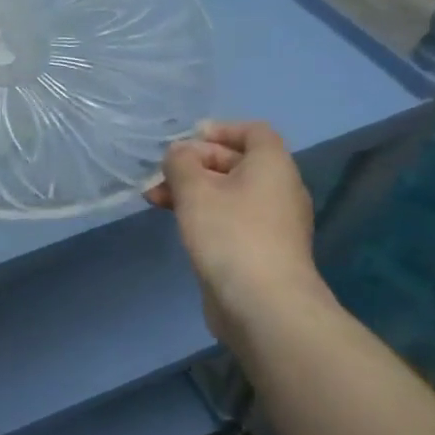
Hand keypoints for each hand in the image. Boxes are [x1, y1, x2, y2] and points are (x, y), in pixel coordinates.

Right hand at [146, 120, 320, 318]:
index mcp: (272, 166)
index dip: (220, 129)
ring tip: (155, 199)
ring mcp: (273, 223)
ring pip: (230, 193)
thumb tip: (180, 154)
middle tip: (160, 174)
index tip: (186, 140)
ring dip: (193, 191)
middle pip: (237, 162)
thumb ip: (181, 163)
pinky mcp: (262, 250)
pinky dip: (205, 214)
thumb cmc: (229, 234)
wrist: (264, 305)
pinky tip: (177, 224)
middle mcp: (279, 190)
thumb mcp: (195, 190)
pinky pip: (232, 219)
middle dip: (195, 164)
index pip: (254, 132)